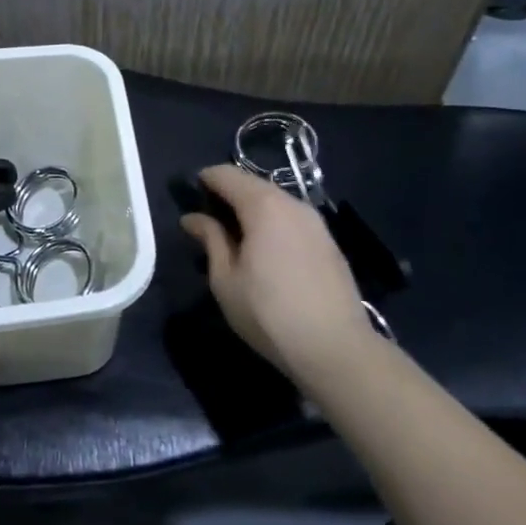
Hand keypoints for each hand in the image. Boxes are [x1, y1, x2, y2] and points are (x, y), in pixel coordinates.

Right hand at [179, 165, 370, 369]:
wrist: (336, 349)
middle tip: (208, 222)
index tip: (189, 200)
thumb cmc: (268, 313)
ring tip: (235, 240)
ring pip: (275, 202)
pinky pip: (292, 220)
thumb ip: (210, 239)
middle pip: (252, 185)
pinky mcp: (330, 243)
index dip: (203, 181)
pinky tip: (266, 253)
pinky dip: (273, 224)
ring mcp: (317, 223)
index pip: (226, 174)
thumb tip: (193, 218)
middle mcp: (293, 204)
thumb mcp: (225, 279)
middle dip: (228, 195)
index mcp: (263, 206)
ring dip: (251, 211)